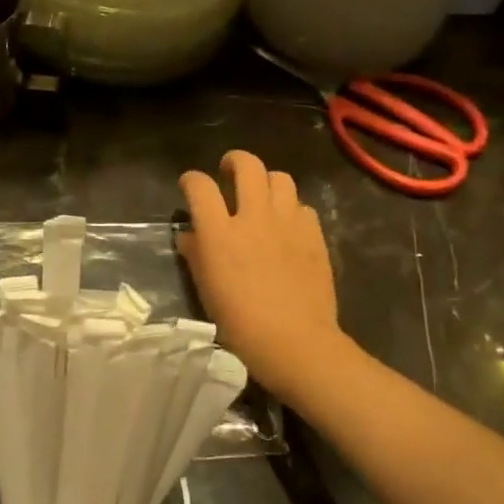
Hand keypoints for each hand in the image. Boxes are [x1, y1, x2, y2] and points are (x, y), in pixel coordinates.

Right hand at [178, 151, 354, 402]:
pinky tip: (287, 226)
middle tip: (229, 172)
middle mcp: (254, 217)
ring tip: (262, 196)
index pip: (200, 186)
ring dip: (266, 181)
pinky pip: (302, 206)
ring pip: (280, 178)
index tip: (189, 185)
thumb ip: (195, 254)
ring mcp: (288, 223)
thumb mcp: (206, 289)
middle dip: (234, 161)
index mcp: (220, 232)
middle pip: (247, 165)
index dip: (191, 180)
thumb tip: (190, 235)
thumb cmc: (240, 322)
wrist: (295, 342)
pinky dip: (291, 209)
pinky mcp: (314, 234)